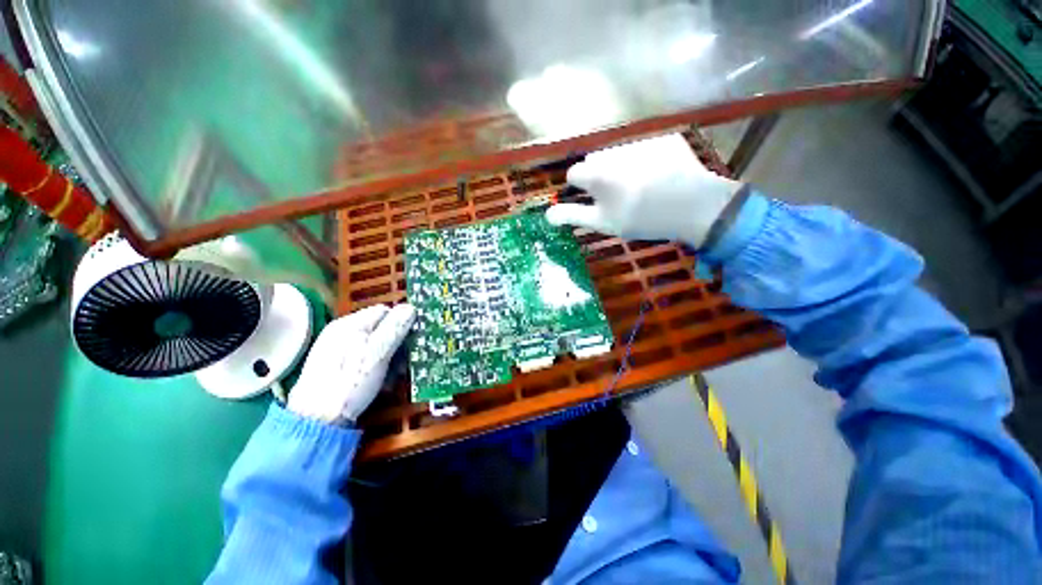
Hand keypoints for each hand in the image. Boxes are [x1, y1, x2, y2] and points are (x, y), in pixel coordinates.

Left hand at [288, 304, 415, 424]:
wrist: (316, 420)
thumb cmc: (350, 383)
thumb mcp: (378, 354)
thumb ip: (395, 328)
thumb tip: (410, 307)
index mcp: (350, 324)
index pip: (384, 311)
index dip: (402, 322)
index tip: (412, 339)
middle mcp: (340, 331)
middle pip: (378, 326)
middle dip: (395, 341)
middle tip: (403, 360)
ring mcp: (334, 347)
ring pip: (371, 342)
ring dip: (387, 354)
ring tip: (391, 373)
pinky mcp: (332, 363)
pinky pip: (360, 354)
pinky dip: (373, 363)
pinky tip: (376, 378)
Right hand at [545, 133, 743, 247]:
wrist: (693, 206)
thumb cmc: (641, 219)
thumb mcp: (603, 223)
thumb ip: (573, 215)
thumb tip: (547, 214)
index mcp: (597, 172)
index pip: (574, 173)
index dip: (579, 188)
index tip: (591, 199)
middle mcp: (614, 151)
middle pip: (595, 160)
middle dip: (599, 175)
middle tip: (617, 196)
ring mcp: (640, 142)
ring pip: (618, 153)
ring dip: (620, 167)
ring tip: (639, 186)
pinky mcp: (663, 139)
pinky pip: (643, 147)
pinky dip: (644, 159)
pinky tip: (658, 176)